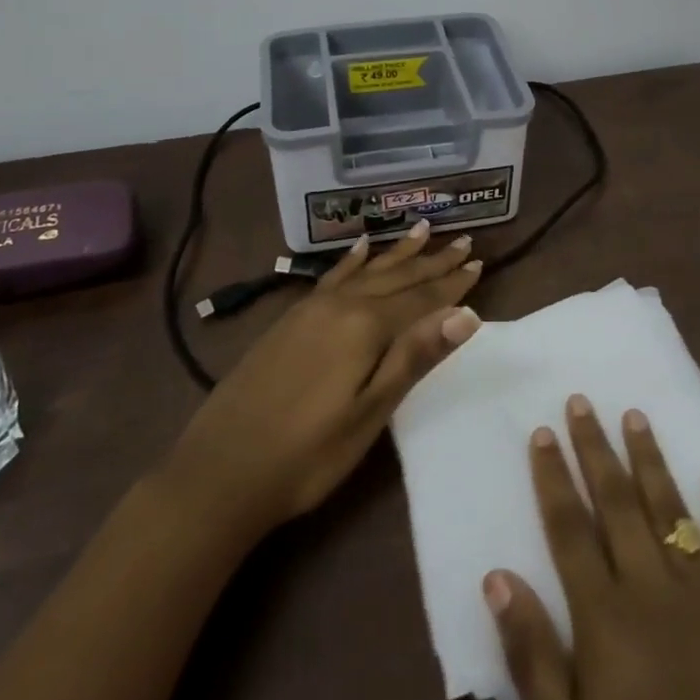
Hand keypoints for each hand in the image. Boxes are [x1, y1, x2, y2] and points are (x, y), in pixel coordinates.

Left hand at [164, 222, 481, 538]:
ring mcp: (312, 308)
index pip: (421, 298)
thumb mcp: (369, 413)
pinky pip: (332, 276)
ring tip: (422, 229)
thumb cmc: (307, 454)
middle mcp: (341, 305)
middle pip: (397, 278)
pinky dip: (352, 261)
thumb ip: (415, 357)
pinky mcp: (291, 319)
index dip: (452, 284)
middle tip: (462, 240)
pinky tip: (360, 249)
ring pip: (367, 271)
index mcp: (365, 326)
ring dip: (397, 253)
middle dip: (432, 262)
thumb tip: (466, 314)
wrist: (219, 470)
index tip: (479, 262)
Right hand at [486, 397, 699, 699]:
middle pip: (617, 504)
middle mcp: (655, 593)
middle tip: (581, 400)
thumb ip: (534, 661)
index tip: (542, 431)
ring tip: (635, 414)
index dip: (553, 478)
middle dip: (596, 449)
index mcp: (606, 622)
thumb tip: (498, 576)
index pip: (569, 530)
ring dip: (650, 460)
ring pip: (671, 511)